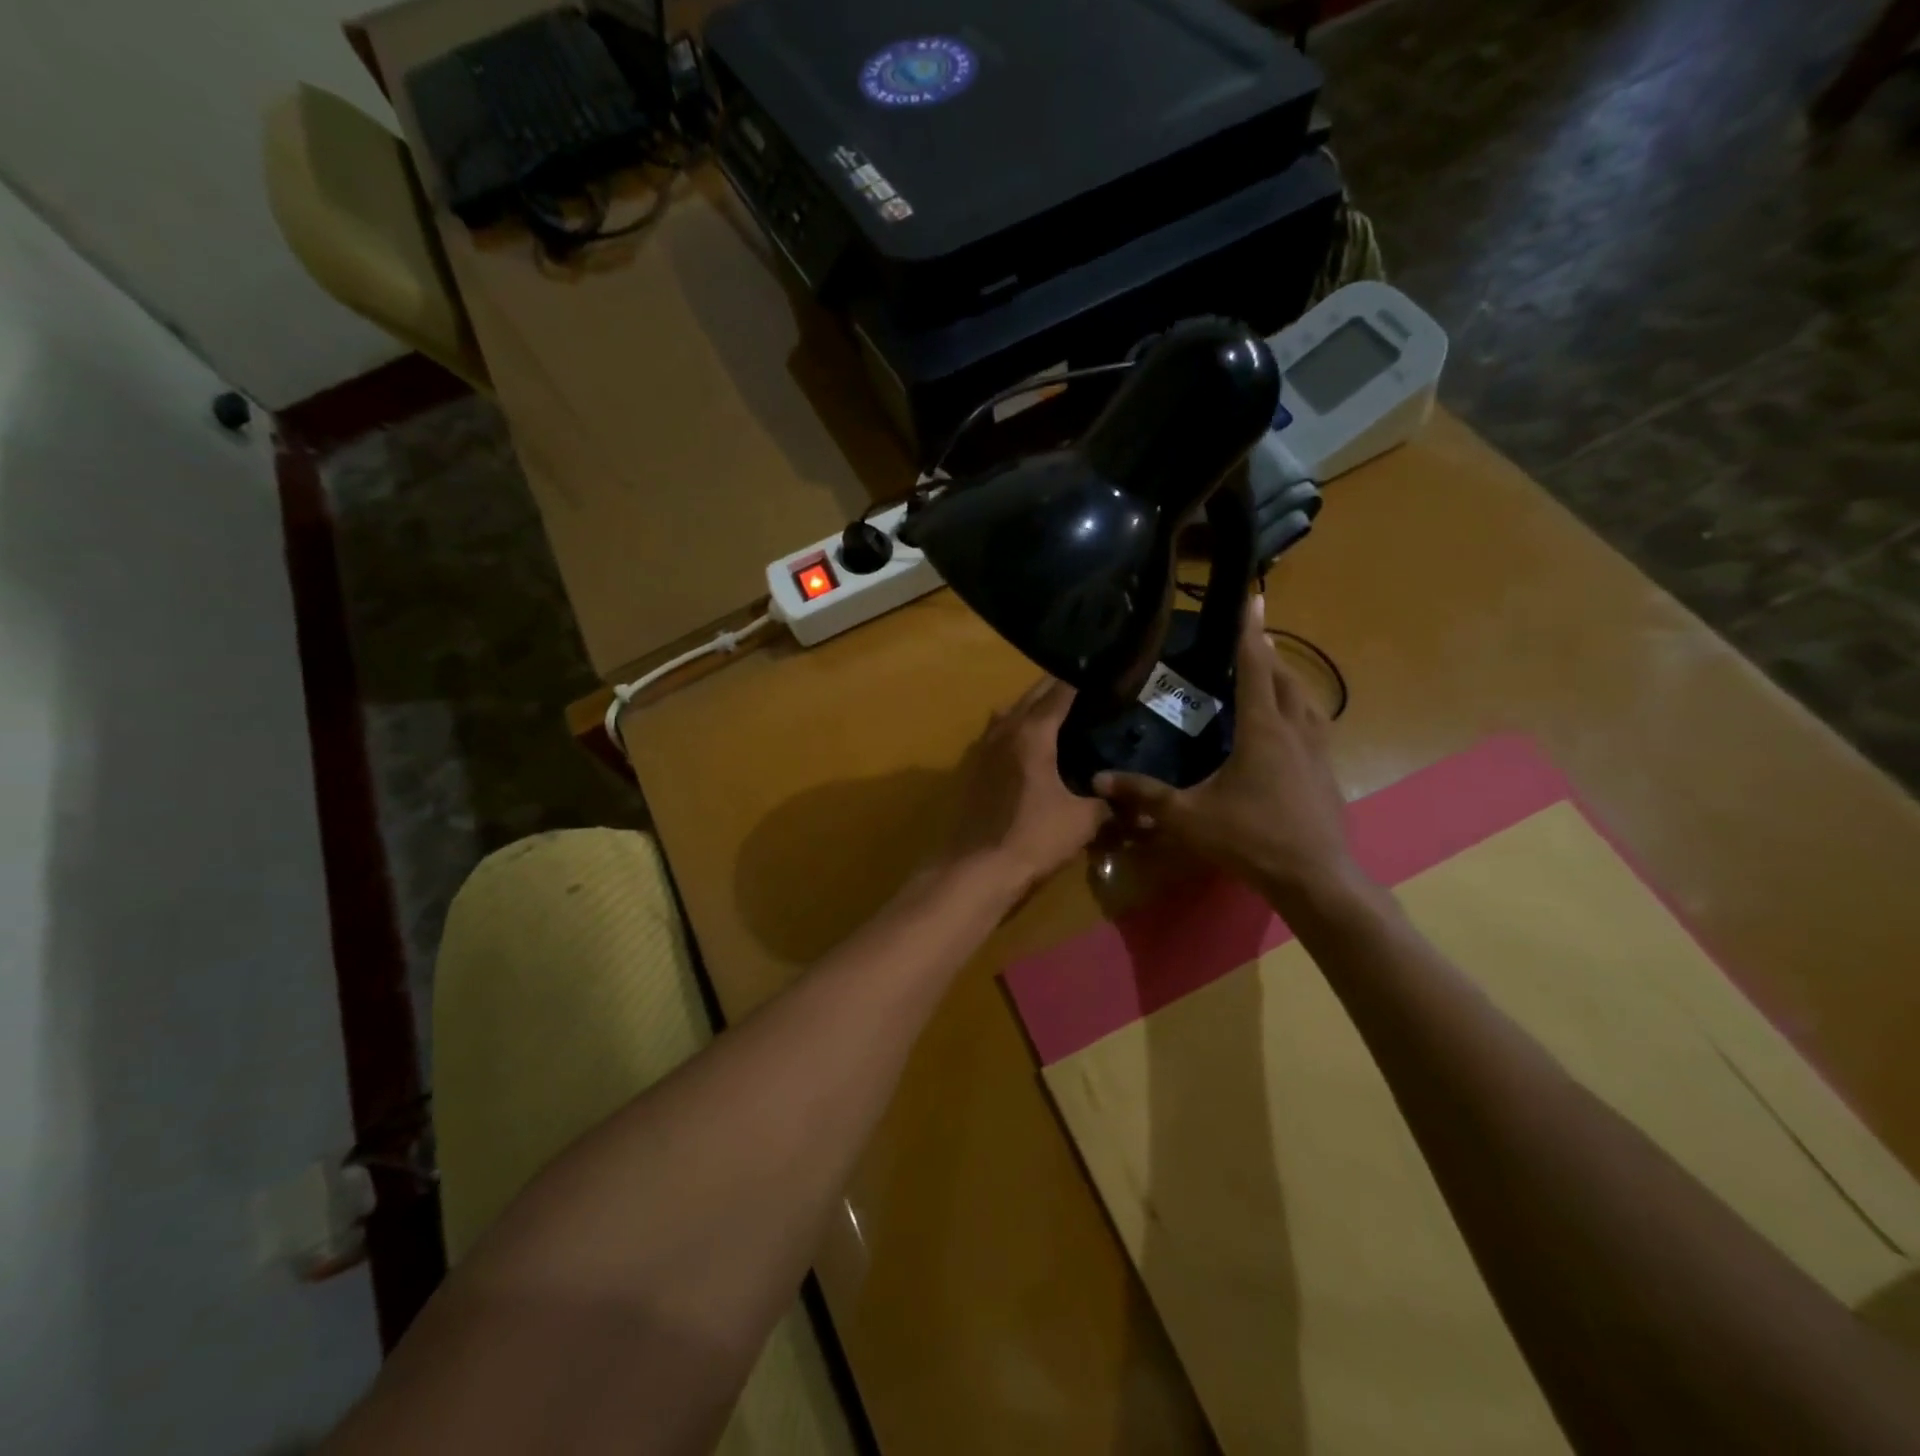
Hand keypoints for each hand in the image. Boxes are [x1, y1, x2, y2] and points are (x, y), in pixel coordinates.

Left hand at [944, 678, 1106, 895]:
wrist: (975, 870)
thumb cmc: (1033, 838)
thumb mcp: (1082, 822)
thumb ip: (1107, 804)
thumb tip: (1132, 802)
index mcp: (1032, 733)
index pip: (1060, 691)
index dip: (1083, 682)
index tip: (1104, 678)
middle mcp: (1003, 731)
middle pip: (1031, 697)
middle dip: (1057, 691)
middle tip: (1086, 695)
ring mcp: (981, 749)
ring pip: (1009, 714)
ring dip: (1031, 710)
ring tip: (1058, 718)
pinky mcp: (971, 770)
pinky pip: (996, 736)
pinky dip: (1014, 732)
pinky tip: (1030, 751)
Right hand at [1094, 596, 1364, 909]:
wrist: (1315, 877)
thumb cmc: (1251, 840)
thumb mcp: (1188, 818)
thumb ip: (1144, 795)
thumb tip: (1098, 778)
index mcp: (1262, 730)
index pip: (1255, 668)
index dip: (1248, 632)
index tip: (1252, 597)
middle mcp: (1294, 730)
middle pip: (1284, 677)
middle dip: (1267, 653)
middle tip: (1249, 638)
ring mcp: (1317, 751)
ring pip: (1305, 699)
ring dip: (1287, 679)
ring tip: (1269, 672)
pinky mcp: (1326, 772)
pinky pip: (1314, 724)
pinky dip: (1298, 708)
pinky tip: (1288, 725)